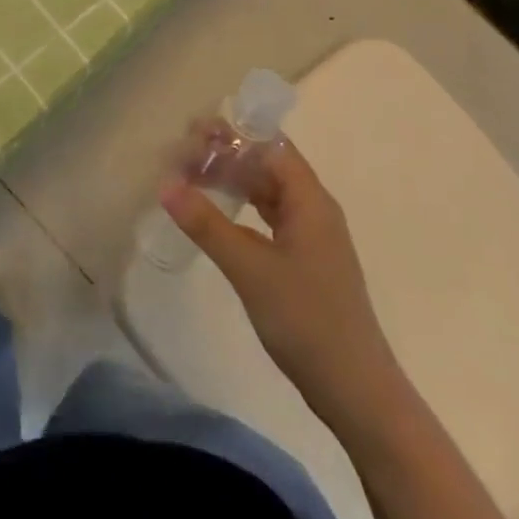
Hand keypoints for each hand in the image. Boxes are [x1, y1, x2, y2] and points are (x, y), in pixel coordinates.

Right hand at [161, 124, 394, 429]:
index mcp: (310, 201)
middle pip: (269, 166)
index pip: (271, 147)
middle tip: (182, 154)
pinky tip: (218, 215)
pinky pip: (269, 218)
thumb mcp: (250, 269)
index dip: (234, 134)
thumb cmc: (305, 319)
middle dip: (228, 155)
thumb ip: (207, 224)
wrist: (353, 387)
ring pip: (268, 192)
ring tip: (192, 176)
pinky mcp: (304, 260)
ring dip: (234, 181)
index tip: (192, 131)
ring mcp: (311, 236)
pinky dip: (242, 209)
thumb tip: (166, 183)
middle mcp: (314, 209)